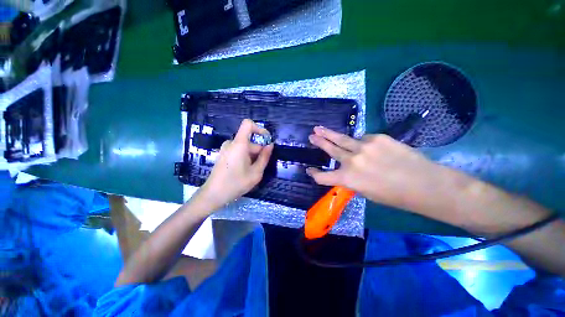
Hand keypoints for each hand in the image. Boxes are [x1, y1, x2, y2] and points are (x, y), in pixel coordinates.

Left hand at [199, 119, 273, 208]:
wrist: (213, 194)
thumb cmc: (236, 183)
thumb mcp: (256, 172)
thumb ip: (264, 157)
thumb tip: (270, 145)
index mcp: (239, 144)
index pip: (248, 124)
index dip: (260, 129)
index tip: (267, 141)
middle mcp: (231, 143)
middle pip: (250, 140)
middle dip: (259, 151)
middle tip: (260, 167)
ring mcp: (226, 149)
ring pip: (245, 147)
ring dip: (253, 156)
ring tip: (252, 171)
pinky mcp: (224, 154)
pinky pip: (239, 151)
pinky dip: (246, 157)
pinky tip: (245, 171)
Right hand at [307, 126, 445, 211]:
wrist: (424, 183)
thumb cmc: (394, 195)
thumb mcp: (366, 192)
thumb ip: (351, 180)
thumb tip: (345, 170)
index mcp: (348, 179)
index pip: (323, 177)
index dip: (314, 174)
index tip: (309, 170)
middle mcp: (351, 161)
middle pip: (330, 149)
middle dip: (319, 142)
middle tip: (311, 136)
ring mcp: (363, 146)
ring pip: (341, 138)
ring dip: (329, 134)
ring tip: (320, 128)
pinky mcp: (376, 138)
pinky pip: (363, 138)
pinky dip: (361, 142)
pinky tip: (367, 146)